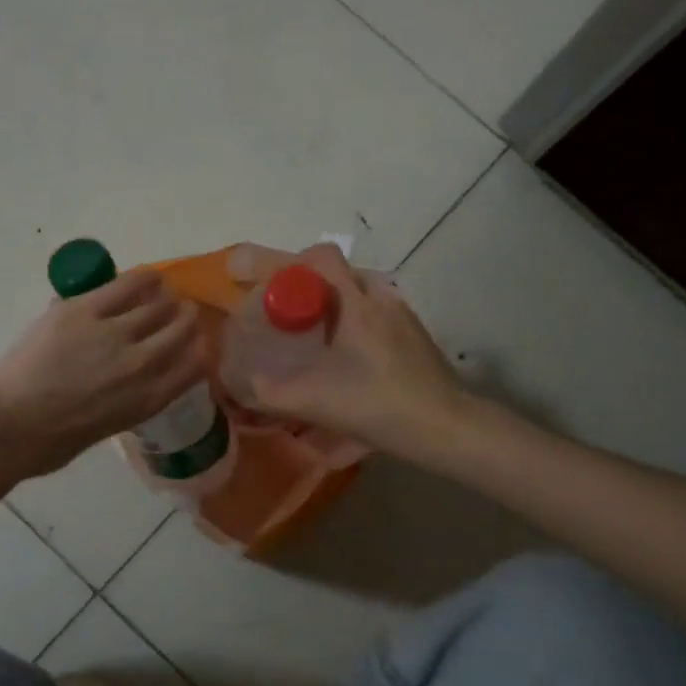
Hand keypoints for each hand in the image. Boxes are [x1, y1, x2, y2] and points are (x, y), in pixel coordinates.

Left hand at [0, 268, 205, 478]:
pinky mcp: (85, 309)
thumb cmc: (52, 441)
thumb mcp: (108, 427)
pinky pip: (126, 285)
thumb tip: (125, 380)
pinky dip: (144, 279)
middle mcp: (143, 364)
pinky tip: (150, 277)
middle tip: (185, 312)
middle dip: (187, 319)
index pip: (193, 366)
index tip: (197, 342)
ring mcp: (115, 333)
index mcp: (148, 399)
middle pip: (180, 331)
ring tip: (167, 294)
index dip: (199, 350)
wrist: (10, 425)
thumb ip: (127, 401)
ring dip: (168, 300)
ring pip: (157, 307)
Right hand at [241, 244, 468, 456]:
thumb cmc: (379, 405)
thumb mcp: (314, 401)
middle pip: (337, 273)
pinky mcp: (415, 336)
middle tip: (285, 316)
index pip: (321, 257)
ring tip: (313, 338)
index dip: (288, 263)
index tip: (267, 286)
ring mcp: (402, 316)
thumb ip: (269, 392)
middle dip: (307, 287)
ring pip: (358, 294)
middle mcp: (381, 299)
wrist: (447, 428)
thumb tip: (239, 382)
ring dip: (333, 306)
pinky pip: (375, 314)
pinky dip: (353, 324)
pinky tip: (346, 358)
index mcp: (357, 304)